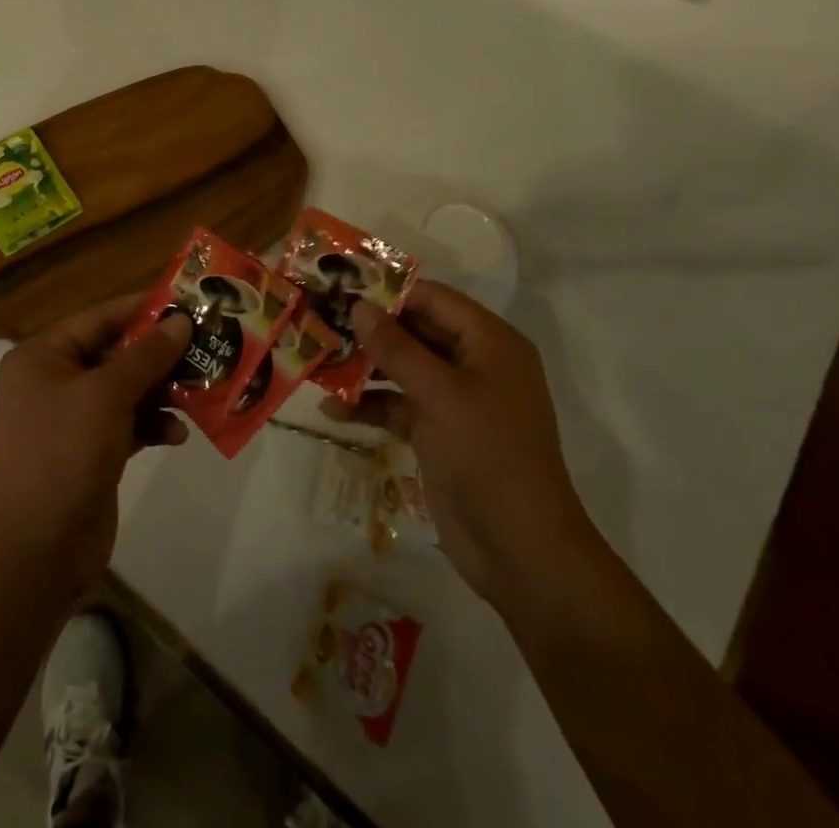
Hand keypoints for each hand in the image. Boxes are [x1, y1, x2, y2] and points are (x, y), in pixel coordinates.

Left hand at [0, 295, 190, 593]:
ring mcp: (73, 418)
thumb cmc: (64, 454)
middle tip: (206, 345)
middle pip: (116, 353)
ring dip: (162, 391)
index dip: (143, 309)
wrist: (38, 551)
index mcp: (43, 356)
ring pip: (128, 389)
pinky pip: (130, 422)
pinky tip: (178, 435)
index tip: (188, 301)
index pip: (100, 318)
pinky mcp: (92, 450)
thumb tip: (181, 320)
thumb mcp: (107, 395)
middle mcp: (55, 380)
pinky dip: (153, 424)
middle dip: (160, 354)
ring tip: (201, 390)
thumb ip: (147, 355)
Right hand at [324, 282, 591, 605]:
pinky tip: (332, 409)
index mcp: (490, 343)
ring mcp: (456, 400)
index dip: (390, 291)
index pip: (434, 300)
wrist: (521, 552)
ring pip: (402, 368)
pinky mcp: (438, 432)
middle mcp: (474, 364)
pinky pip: (399, 405)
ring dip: (363, 367)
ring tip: (317, 359)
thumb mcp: (440, 395)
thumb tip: (359, 305)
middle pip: (415, 331)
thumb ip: (397, 348)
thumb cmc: (489, 456)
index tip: (341, 285)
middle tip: (320, 319)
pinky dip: (370, 406)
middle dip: (369, 329)